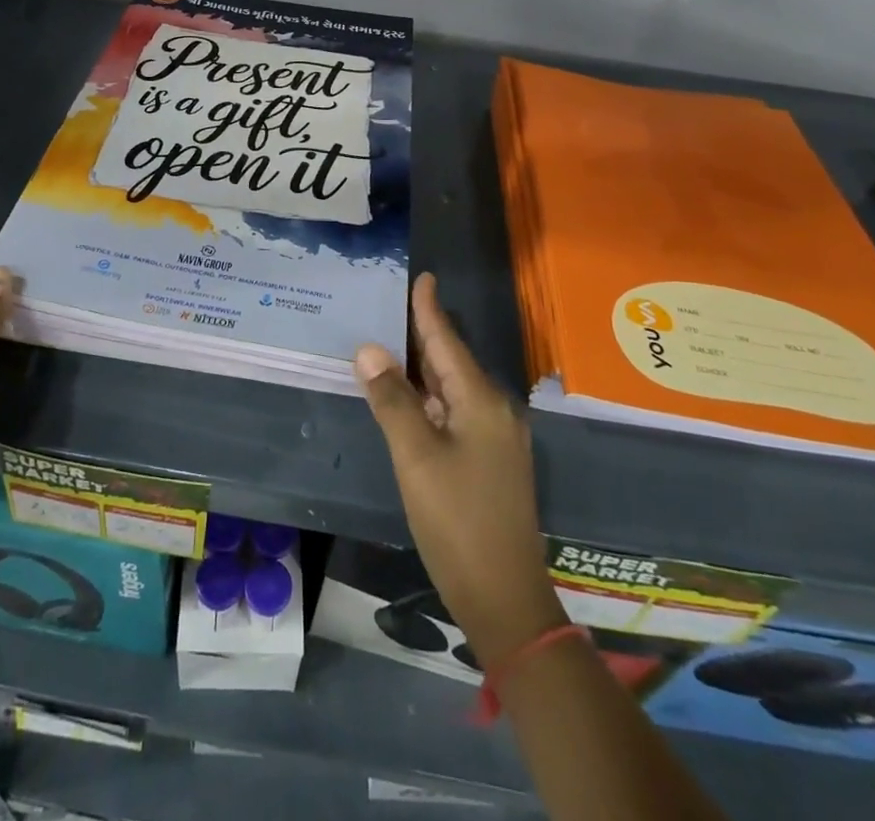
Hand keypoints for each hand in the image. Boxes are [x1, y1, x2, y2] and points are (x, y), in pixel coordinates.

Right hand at [355, 274, 565, 667]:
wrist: (505, 598)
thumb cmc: (457, 520)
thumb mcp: (416, 457)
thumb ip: (392, 400)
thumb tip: (369, 348)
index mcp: (481, 400)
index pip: (447, 340)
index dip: (429, 308)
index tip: (422, 276)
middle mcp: (494, 410)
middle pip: (451, 360)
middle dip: (422, 332)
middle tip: (390, 304)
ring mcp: (494, 438)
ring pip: (452, 387)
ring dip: (422, 366)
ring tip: (391, 341)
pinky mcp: (489, 460)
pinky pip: (454, 411)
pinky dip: (429, 397)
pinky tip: (407, 396)